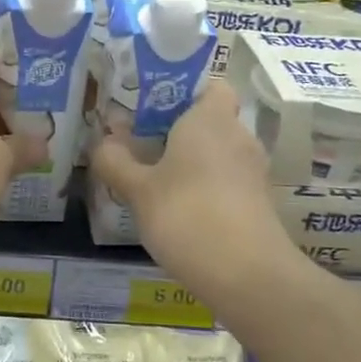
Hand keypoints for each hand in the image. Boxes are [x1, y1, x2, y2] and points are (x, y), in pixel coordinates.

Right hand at [91, 80, 292, 288]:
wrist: (247, 276)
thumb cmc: (187, 214)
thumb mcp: (138, 189)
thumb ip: (115, 161)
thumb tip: (101, 142)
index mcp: (210, 119)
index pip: (212, 85)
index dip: (186, 90)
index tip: (155, 106)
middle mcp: (238, 137)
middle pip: (212, 120)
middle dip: (181, 129)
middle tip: (143, 141)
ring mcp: (253, 172)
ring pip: (219, 153)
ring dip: (193, 161)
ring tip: (156, 177)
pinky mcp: (258, 203)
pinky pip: (228, 181)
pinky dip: (207, 188)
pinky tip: (180, 209)